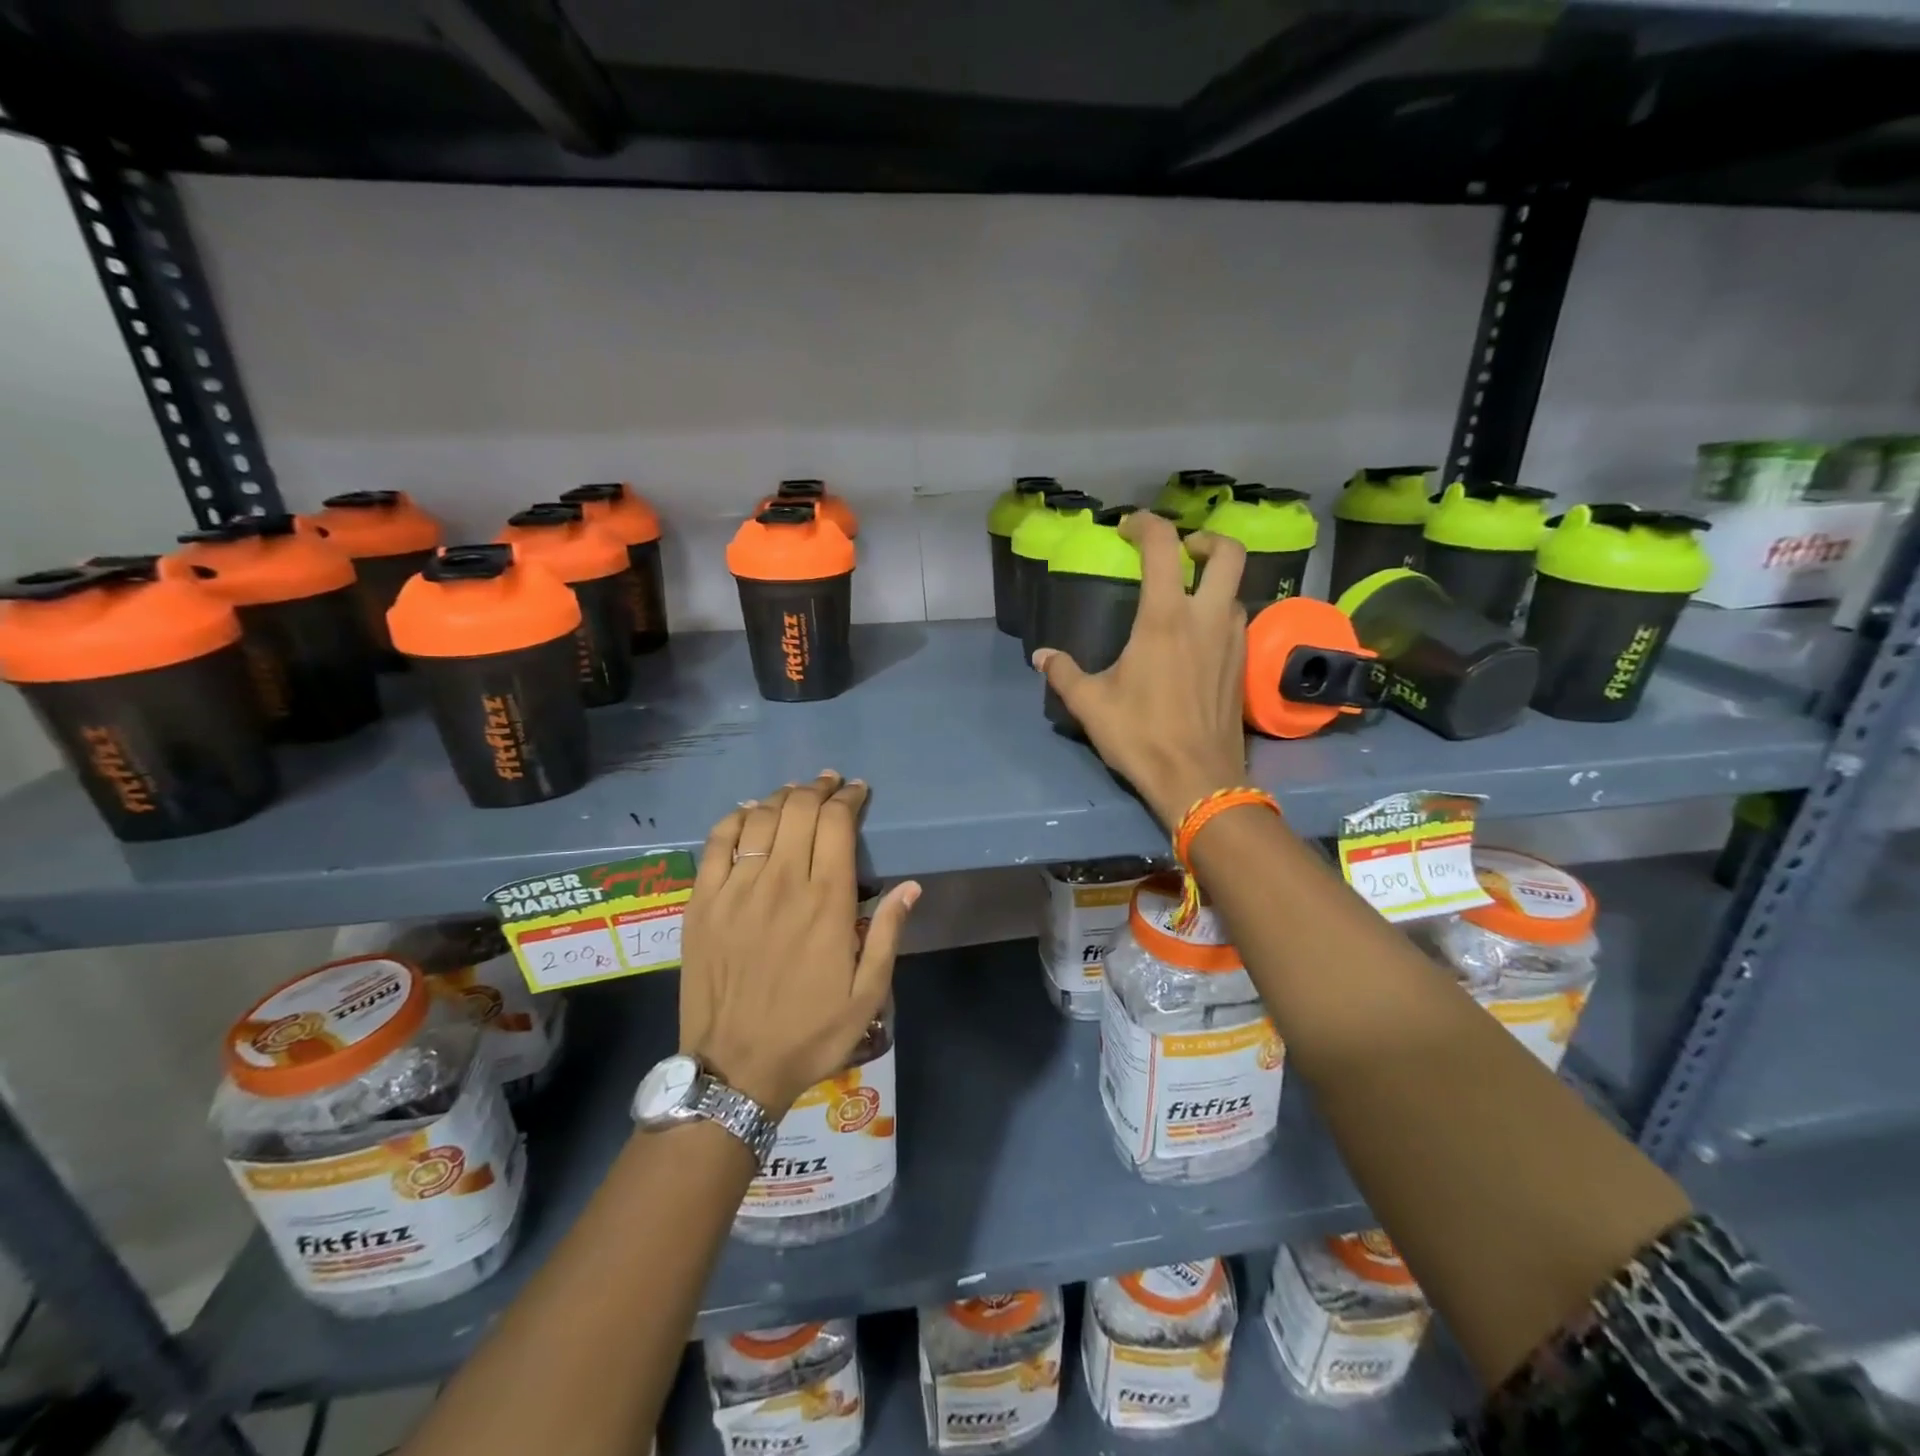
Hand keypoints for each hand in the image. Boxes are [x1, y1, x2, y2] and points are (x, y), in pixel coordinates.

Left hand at [678, 771, 920, 1116]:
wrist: (734, 1070)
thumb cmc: (810, 1033)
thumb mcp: (868, 995)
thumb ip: (889, 935)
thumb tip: (910, 886)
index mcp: (826, 902)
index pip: (837, 824)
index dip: (849, 798)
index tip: (858, 791)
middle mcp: (781, 883)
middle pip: (799, 810)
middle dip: (819, 788)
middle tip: (830, 783)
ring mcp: (736, 890)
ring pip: (760, 819)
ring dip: (782, 797)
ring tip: (795, 793)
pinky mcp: (702, 903)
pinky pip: (717, 842)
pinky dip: (736, 818)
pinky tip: (749, 812)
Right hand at [1034, 511, 1250, 830]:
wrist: (1198, 779)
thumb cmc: (1141, 736)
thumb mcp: (1091, 705)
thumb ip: (1064, 674)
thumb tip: (1042, 657)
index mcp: (1165, 618)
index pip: (1163, 547)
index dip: (1146, 524)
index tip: (1128, 528)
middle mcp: (1206, 618)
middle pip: (1227, 552)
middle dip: (1204, 539)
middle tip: (1181, 551)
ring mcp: (1233, 640)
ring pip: (1235, 588)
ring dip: (1213, 581)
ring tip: (1185, 597)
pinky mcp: (1243, 664)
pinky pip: (1237, 620)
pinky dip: (1219, 612)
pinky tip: (1197, 638)